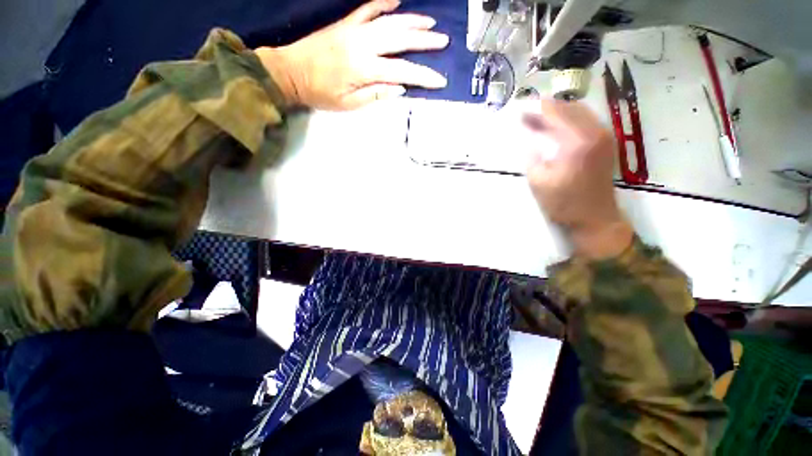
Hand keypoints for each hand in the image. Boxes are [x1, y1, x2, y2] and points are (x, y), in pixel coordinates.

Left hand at [255, 0, 448, 110]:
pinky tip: (397, 1)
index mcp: (364, 69)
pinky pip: (368, 8)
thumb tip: (400, 88)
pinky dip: (384, 3)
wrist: (290, 72)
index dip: (423, 76)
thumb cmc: (320, 94)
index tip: (440, 80)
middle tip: (443, 41)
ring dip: (412, 21)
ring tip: (430, 23)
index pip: (403, 71)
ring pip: (389, 21)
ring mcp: (354, 30)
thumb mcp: (349, 105)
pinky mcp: (346, 23)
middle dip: (425, 41)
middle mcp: (363, 44)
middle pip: (400, 39)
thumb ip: (375, 95)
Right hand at [523, 99, 632, 258]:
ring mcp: (604, 135)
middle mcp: (596, 131)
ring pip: (579, 111)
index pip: (555, 112)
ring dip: (557, 113)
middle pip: (568, 106)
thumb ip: (531, 153)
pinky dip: (568, 120)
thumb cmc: (563, 203)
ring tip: (537, 120)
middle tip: (525, 115)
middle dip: (545, 108)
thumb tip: (525, 133)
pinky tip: (554, 129)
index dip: (535, 108)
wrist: (595, 219)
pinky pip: (585, 121)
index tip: (518, 110)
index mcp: (578, 141)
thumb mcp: (538, 180)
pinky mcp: (605, 142)